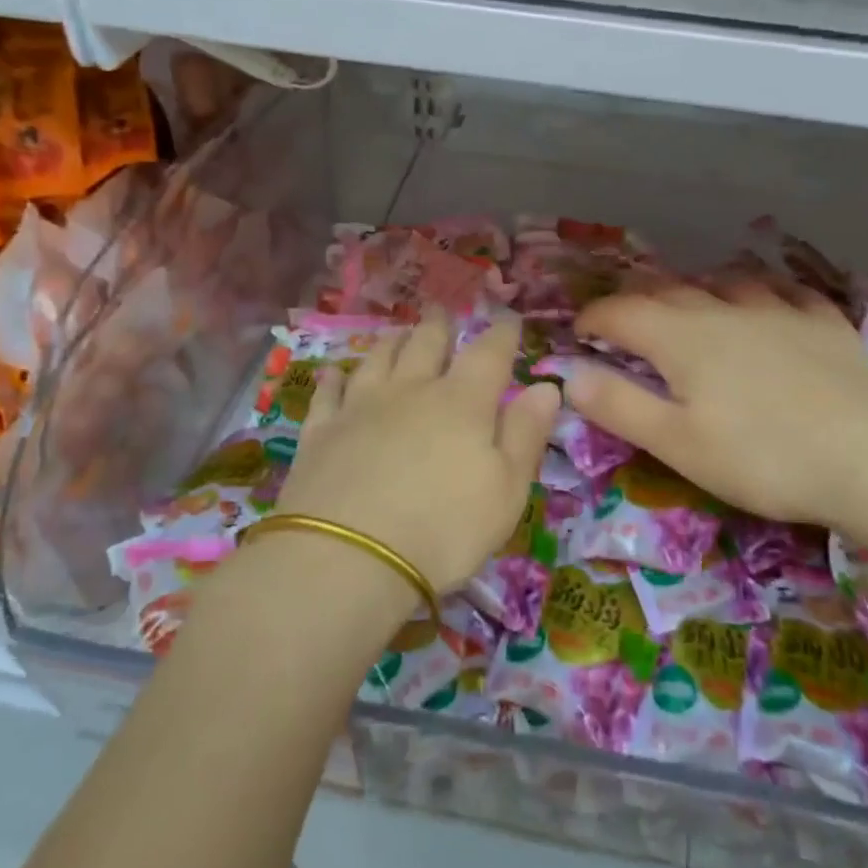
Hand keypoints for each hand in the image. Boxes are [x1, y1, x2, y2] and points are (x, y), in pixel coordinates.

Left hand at [273, 311, 560, 594]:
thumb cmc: (444, 529)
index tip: (508, 318)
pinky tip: (334, 372)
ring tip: (398, 331)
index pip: (488, 354)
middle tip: (442, 308)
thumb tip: (547, 386)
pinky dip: (334, 378)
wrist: (348, 558)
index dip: (501, 333)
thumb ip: (526, 433)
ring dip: (392, 341)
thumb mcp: (506, 490)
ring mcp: (360, 407)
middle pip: (427, 344)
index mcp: (462, 402)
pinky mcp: (320, 431)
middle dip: (439, 325)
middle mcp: (411, 391)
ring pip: (378, 358)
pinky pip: (328, 392)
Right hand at [566, 283, 867, 545]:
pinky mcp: (825, 323)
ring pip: (725, 284)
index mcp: (682, 337)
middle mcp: (726, 309)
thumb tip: (568, 374)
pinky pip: (785, 292)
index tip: (579, 334)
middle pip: (668, 292)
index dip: (593, 318)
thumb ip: (618, 404)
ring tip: (691, 313)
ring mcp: (781, 310)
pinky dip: (761, 295)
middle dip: (637, 305)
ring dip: (696, 294)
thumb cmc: (762, 458)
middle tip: (626, 328)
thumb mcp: (677, 443)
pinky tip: (767, 307)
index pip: (621, 311)